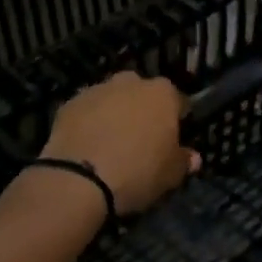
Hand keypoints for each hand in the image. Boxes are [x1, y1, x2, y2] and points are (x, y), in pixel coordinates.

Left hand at [41, 72, 199, 213]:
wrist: (79, 178)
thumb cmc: (137, 172)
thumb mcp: (171, 175)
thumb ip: (183, 161)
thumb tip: (192, 157)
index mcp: (162, 94)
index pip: (177, 101)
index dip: (177, 121)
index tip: (173, 140)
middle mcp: (130, 83)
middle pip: (142, 94)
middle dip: (143, 112)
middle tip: (141, 141)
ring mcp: (97, 90)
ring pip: (112, 100)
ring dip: (114, 115)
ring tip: (110, 145)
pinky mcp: (69, 104)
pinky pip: (86, 112)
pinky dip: (89, 124)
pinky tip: (87, 148)